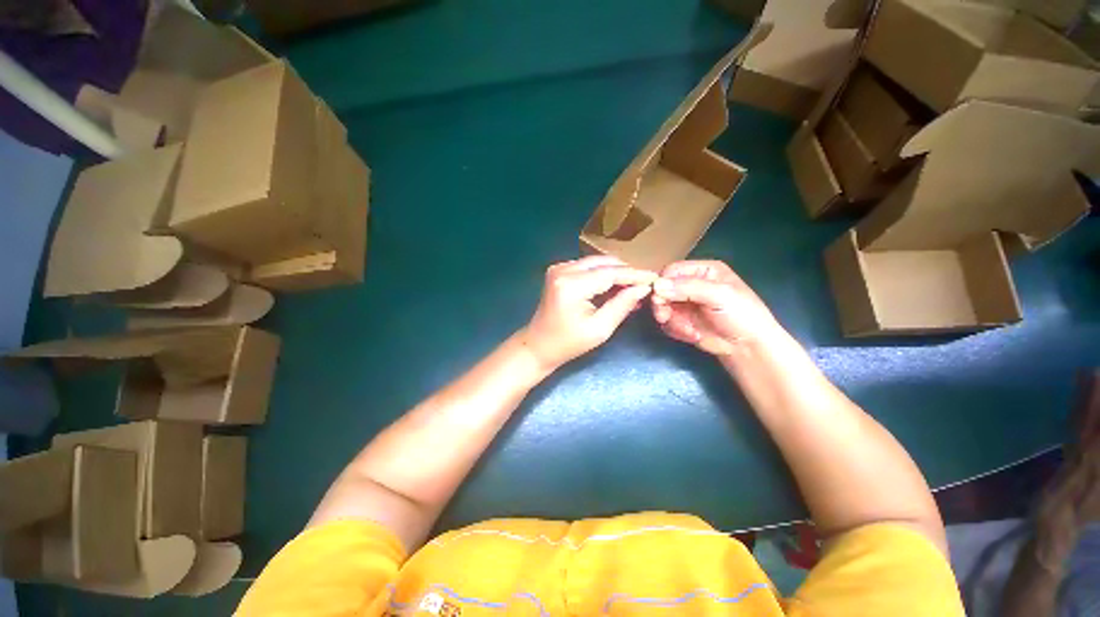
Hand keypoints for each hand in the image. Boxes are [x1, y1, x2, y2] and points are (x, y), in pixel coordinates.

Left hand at [520, 256, 655, 370]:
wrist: (538, 345)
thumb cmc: (568, 343)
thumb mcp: (600, 329)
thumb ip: (622, 305)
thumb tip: (643, 288)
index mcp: (572, 285)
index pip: (611, 273)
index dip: (635, 275)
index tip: (655, 278)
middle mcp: (563, 269)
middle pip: (604, 263)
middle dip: (626, 273)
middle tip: (644, 285)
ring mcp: (559, 268)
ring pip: (597, 263)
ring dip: (615, 273)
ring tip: (632, 289)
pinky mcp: (558, 271)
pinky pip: (587, 267)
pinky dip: (602, 275)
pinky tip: (613, 288)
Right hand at [651, 260, 781, 356]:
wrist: (748, 348)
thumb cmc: (741, 316)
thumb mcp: (719, 296)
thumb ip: (688, 288)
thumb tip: (657, 286)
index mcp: (703, 271)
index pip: (672, 270)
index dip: (662, 283)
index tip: (659, 298)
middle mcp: (691, 284)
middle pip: (662, 289)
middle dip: (662, 304)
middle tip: (664, 317)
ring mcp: (685, 303)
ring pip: (661, 306)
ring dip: (670, 320)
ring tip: (687, 330)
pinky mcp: (681, 320)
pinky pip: (666, 322)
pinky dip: (675, 329)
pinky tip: (693, 335)